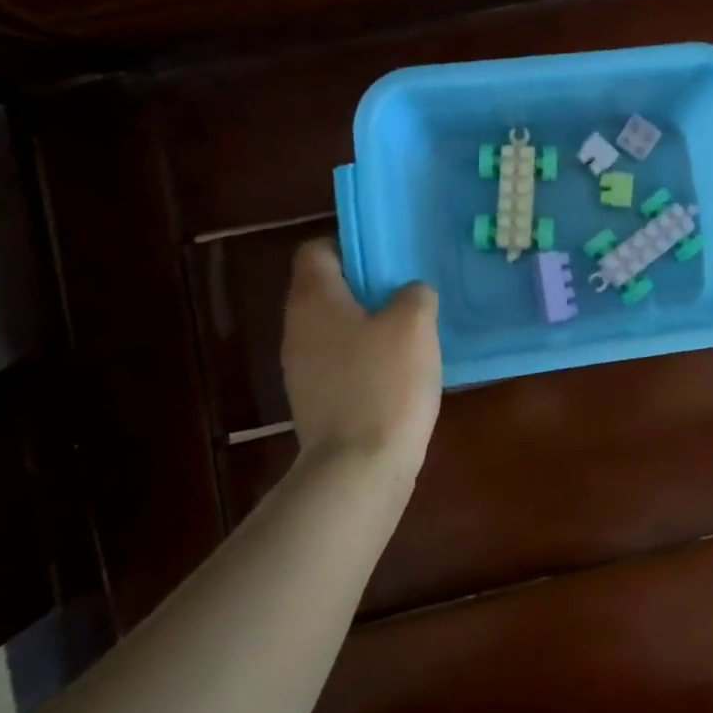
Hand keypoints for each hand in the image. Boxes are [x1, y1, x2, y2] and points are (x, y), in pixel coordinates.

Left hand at [281, 240, 441, 475]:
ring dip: (369, 323)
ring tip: (411, 331)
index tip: (387, 258)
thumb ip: (414, 294)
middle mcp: (297, 328)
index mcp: (313, 299)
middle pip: (327, 289)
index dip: (350, 245)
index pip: (316, 250)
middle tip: (409, 292)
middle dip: (367, 286)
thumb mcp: (414, 324)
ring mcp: (302, 367)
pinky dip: (366, 357)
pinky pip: (341, 361)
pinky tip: (400, 370)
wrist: (359, 466)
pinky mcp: (316, 399)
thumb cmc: (385, 382)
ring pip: (336, 327)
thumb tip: (409, 294)